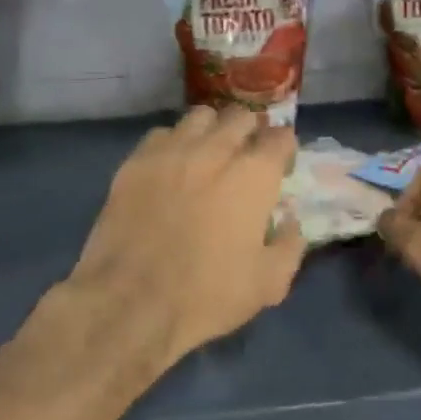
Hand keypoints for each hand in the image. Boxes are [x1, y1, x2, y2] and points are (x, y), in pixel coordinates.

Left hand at [66, 105, 304, 367]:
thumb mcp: (269, 284)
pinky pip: (162, 134)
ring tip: (208, 154)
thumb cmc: (207, 295)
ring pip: (201, 116)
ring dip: (212, 130)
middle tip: (245, 158)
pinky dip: (173, 144)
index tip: (281, 166)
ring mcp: (173, 150)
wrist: (130, 303)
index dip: (284, 149)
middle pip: (241, 116)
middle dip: (250, 132)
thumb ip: (289, 245)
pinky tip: (170, 168)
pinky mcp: (136, 160)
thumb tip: (290, 221)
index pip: (281, 137)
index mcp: (254, 174)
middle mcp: (216, 149)